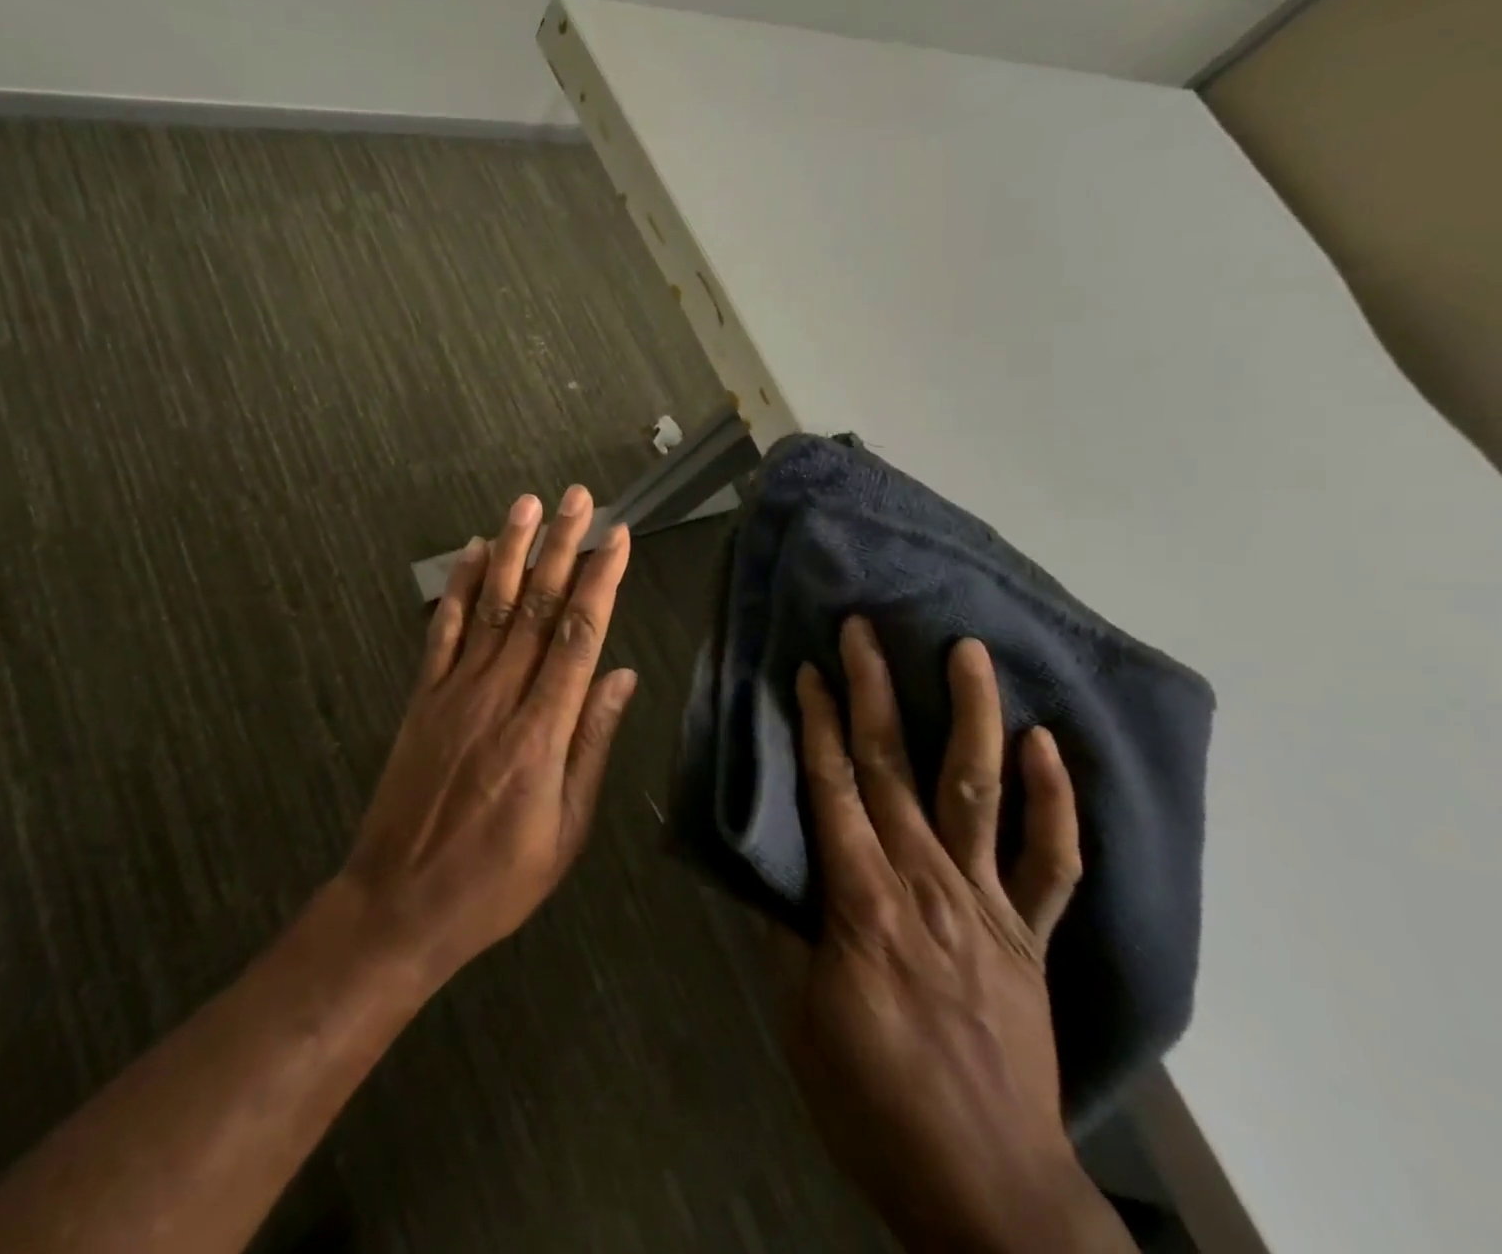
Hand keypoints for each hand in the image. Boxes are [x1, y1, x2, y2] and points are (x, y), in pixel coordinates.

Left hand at [342, 487, 636, 984]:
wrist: (400, 903)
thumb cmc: (496, 879)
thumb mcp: (565, 830)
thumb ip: (591, 745)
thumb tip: (621, 675)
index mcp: (541, 732)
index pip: (578, 636)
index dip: (600, 581)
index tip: (617, 537)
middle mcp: (498, 697)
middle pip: (535, 606)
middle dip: (560, 546)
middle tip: (577, 498)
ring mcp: (454, 692)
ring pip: (489, 606)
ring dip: (510, 550)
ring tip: (526, 504)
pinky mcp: (422, 697)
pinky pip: (442, 631)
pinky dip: (456, 587)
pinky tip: (469, 552)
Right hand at [778, 618, 1130, 1252]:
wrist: (987, 1187)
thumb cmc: (871, 1097)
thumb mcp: (799, 1014)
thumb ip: (782, 927)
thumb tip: (761, 860)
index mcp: (863, 901)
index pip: (833, 788)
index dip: (819, 723)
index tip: (810, 667)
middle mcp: (927, 883)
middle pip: (895, 768)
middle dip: (875, 690)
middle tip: (864, 629)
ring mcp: (988, 904)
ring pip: (979, 790)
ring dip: (972, 715)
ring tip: (967, 651)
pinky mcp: (1030, 934)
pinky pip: (1052, 861)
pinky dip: (1055, 800)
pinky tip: (1047, 744)